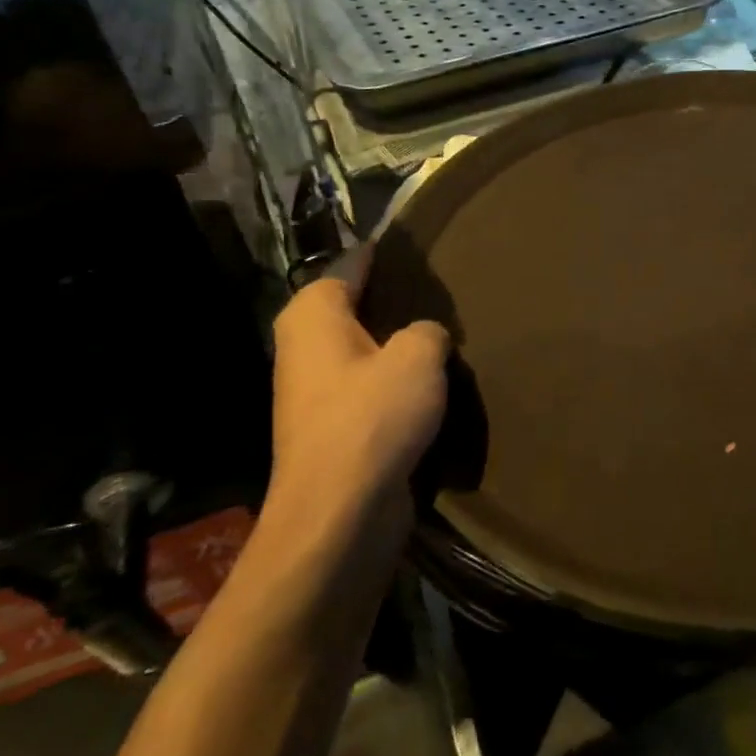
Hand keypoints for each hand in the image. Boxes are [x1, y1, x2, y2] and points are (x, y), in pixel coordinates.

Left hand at [267, 247, 449, 538]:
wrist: (341, 511)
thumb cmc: (373, 416)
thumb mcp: (418, 356)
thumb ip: (428, 330)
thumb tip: (425, 337)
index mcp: (313, 316)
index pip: (350, 265)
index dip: (385, 254)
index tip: (421, 244)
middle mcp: (304, 347)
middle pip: (357, 309)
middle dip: (398, 302)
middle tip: (449, 292)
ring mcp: (316, 391)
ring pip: (367, 352)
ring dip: (402, 347)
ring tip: (450, 335)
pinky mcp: (335, 428)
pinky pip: (372, 389)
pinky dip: (399, 384)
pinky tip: (437, 384)